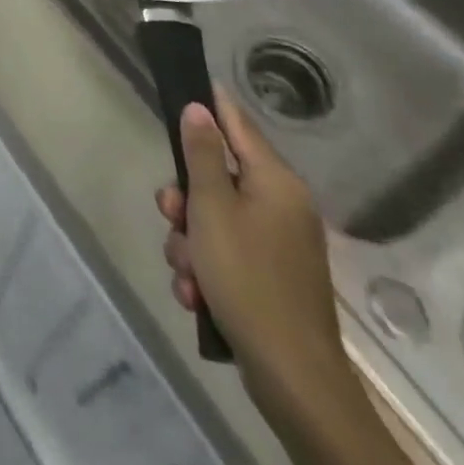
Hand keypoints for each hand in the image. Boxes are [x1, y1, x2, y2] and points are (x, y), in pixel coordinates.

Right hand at [156, 87, 346, 411]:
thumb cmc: (247, 278)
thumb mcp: (212, 209)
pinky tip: (197, 295)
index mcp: (275, 181)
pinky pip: (226, 254)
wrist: (293, 378)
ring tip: (186, 273)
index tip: (184, 85)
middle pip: (217, 177)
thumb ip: (201, 154)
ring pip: (215, 220)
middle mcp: (282, 205)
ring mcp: (279, 244)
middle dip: (185, 200)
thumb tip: (199, 107)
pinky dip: (207, 270)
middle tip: (170, 215)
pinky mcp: (272, 277)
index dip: (209, 104)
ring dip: (190, 242)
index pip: (237, 123)